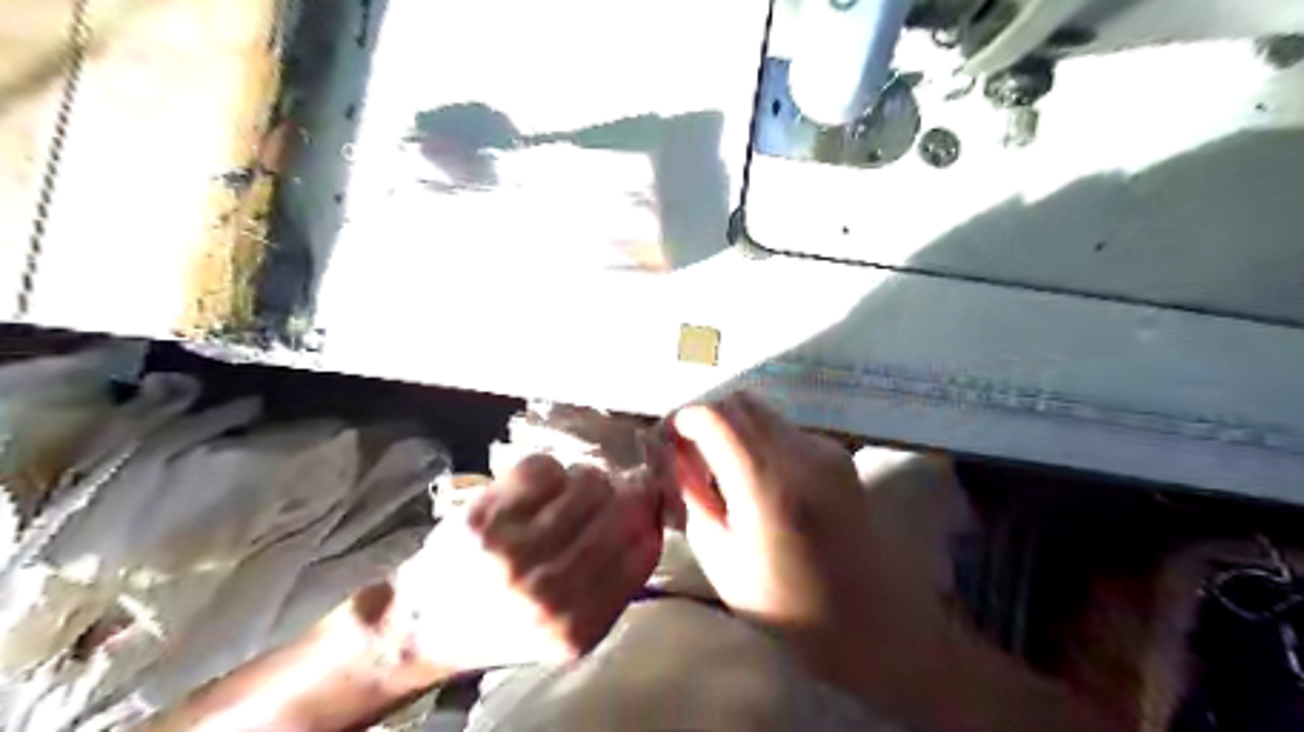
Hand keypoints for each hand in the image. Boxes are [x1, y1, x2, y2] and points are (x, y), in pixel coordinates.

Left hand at [384, 459, 658, 674]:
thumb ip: (615, 584)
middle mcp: (547, 590)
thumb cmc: (507, 625)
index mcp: (576, 626)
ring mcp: (513, 550)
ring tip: (573, 492)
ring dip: (588, 480)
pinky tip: (539, 488)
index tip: (648, 502)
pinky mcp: (484, 516)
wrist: (427, 624)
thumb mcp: (571, 630)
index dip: (651, 517)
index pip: (641, 552)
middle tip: (616, 488)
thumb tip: (651, 517)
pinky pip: (544, 467)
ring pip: (586, 483)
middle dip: (625, 491)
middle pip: (618, 511)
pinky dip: (550, 470)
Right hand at [672, 395, 1131, 731]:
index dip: (683, 420)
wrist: (875, 624)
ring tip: (723, 468)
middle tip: (691, 454)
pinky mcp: (838, 455)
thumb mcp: (722, 561)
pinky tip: (758, 479)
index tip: (669, 442)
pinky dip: (759, 440)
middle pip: (739, 402)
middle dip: (707, 418)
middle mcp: (800, 453)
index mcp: (767, 483)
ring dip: (734, 428)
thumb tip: (678, 462)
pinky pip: (785, 430)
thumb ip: (693, 501)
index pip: (714, 416)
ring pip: (763, 412)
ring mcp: (825, 450)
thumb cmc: (789, 606)